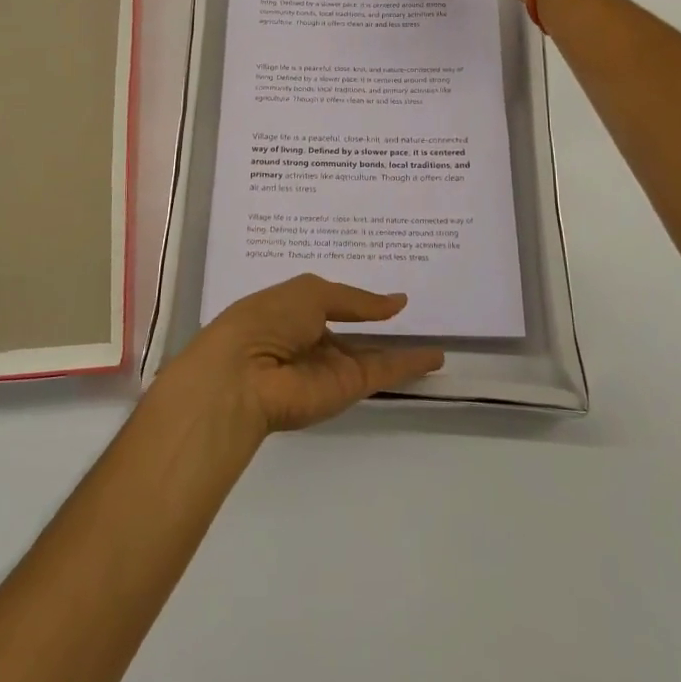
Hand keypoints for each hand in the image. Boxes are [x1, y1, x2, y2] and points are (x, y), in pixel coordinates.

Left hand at [161, 275, 445, 436]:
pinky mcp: (347, 388)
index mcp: (294, 310)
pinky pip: (384, 371)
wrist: (244, 375)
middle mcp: (313, 340)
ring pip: (373, 355)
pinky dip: (410, 364)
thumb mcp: (311, 293)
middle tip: (413, 313)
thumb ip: (356, 300)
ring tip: (437, 340)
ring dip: (402, 349)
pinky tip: (436, 356)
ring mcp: (331, 366)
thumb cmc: (267, 319)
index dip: (356, 299)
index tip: (383, 293)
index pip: (331, 302)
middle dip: (378, 324)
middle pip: (354, 332)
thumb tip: (396, 302)